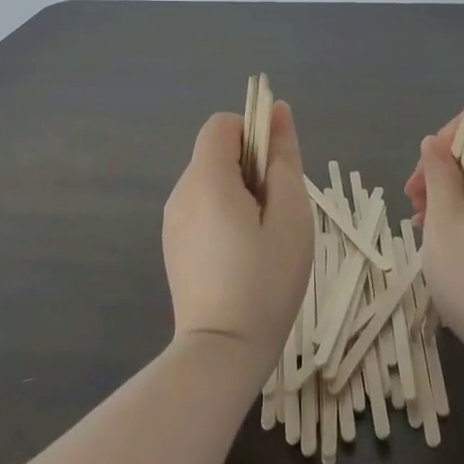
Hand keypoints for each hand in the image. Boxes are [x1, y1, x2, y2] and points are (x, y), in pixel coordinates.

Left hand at [162, 101, 312, 377]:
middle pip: (217, 152)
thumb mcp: (291, 214)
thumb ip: (284, 157)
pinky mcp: (173, 245)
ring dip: (240, 192)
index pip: (223, 124)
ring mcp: (172, 221)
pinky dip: (225, 214)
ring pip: (211, 181)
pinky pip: (202, 207)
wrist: (222, 352)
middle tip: (276, 213)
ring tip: (262, 238)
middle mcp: (181, 192)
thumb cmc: (266, 280)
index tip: (275, 173)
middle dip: (251, 167)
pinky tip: (242, 254)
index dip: (254, 135)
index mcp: (206, 179)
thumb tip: (278, 111)